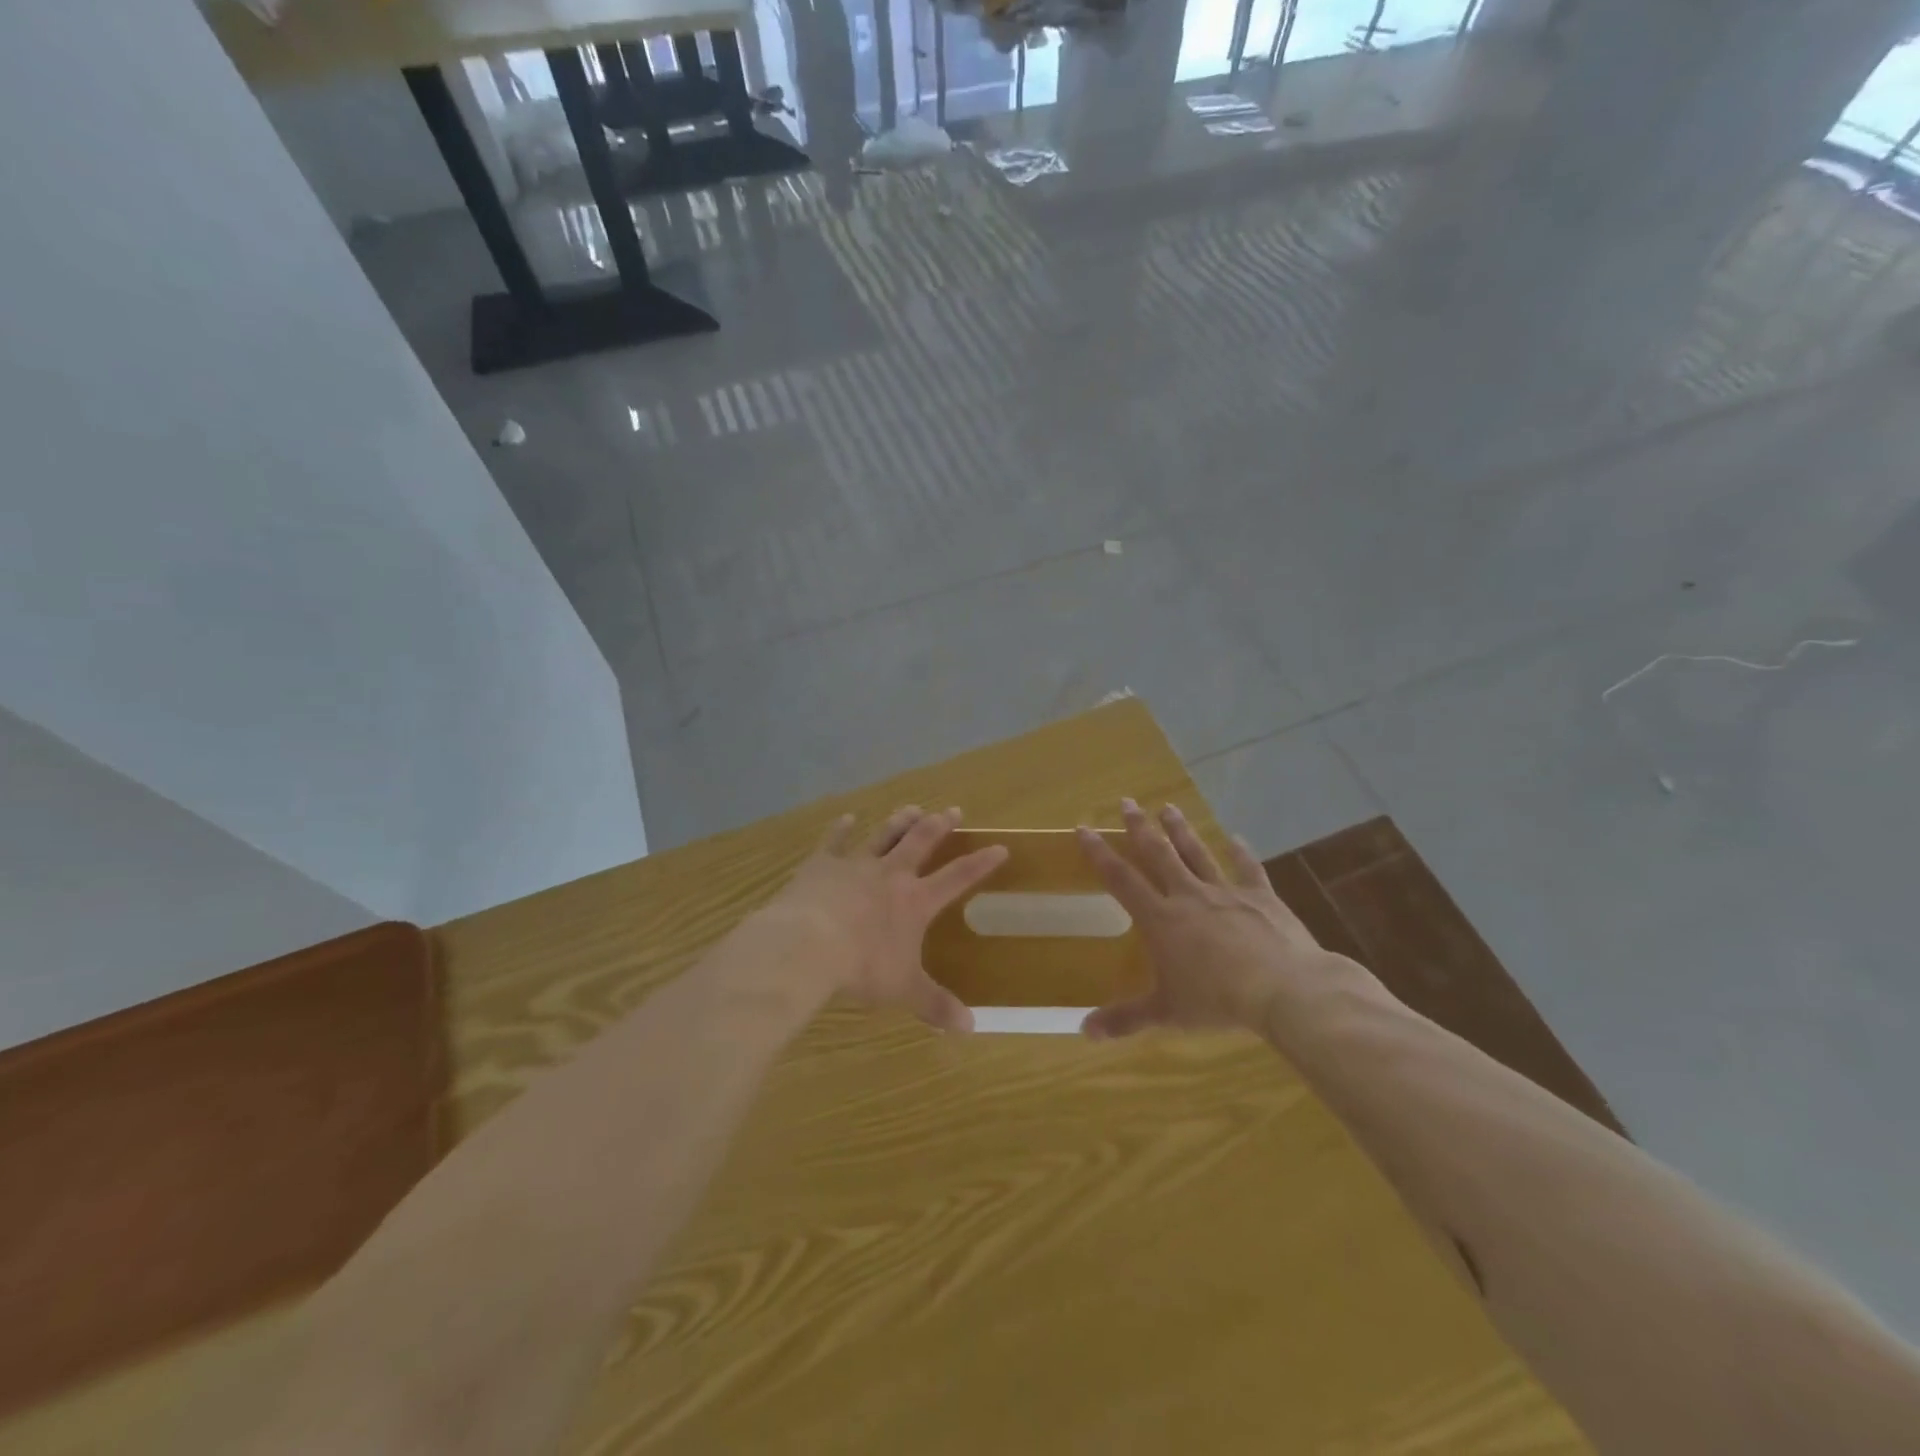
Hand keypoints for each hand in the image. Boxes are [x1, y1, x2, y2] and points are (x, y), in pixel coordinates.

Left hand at [757, 806, 1007, 1032]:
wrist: (807, 944)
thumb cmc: (862, 967)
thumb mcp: (903, 990)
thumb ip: (935, 1004)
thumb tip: (971, 1028)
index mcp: (915, 901)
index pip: (958, 877)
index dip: (981, 862)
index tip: (1000, 847)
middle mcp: (891, 874)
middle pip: (921, 841)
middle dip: (939, 825)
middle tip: (953, 810)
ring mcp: (856, 864)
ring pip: (884, 835)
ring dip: (899, 821)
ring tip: (912, 808)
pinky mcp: (822, 864)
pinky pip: (835, 840)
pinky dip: (842, 828)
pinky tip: (848, 817)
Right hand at [1075, 799, 1350, 1037]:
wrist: (1285, 990)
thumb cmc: (1218, 1001)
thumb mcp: (1167, 1013)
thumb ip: (1125, 1019)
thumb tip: (1083, 1032)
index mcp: (1161, 919)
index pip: (1121, 879)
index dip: (1099, 853)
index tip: (1084, 828)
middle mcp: (1188, 896)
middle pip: (1158, 853)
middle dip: (1139, 827)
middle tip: (1127, 802)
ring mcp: (1226, 892)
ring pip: (1197, 853)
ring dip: (1181, 830)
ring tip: (1168, 807)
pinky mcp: (1261, 897)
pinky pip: (1248, 869)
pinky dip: (1241, 853)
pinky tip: (1236, 838)